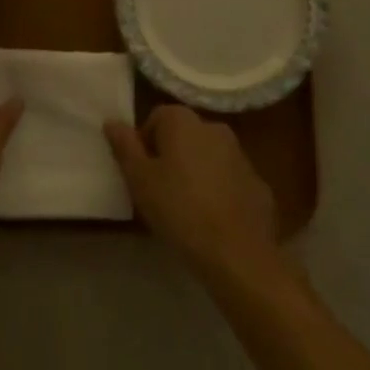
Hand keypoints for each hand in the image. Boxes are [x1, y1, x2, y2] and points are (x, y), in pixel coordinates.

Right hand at [106, 106, 284, 285]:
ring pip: (208, 155)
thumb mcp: (140, 180)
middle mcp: (214, 127)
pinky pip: (229, 178)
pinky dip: (219, 189)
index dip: (144, 142)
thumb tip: (112, 121)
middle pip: (184, 134)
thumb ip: (125, 147)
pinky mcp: (257, 181)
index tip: (141, 173)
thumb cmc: (179, 209)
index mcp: (184, 121)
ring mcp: (240, 154)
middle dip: (170, 155)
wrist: (237, 252)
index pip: (157, 117)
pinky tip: (212, 218)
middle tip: (159, 190)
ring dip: (195, 171)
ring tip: (185, 207)